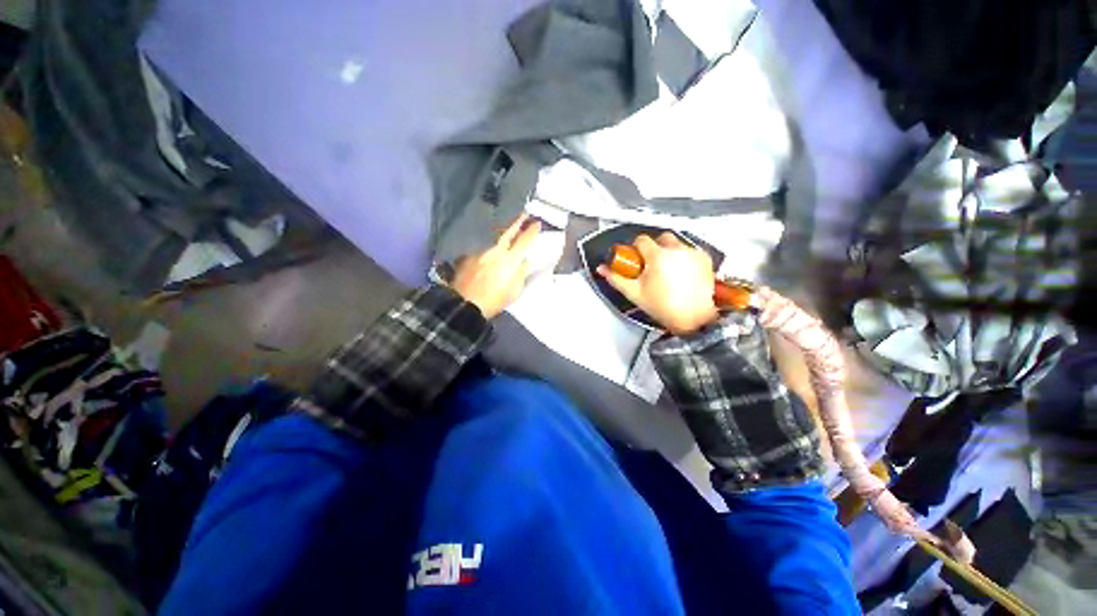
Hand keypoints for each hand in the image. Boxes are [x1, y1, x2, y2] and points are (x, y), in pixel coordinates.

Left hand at [451, 214, 540, 318]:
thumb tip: (525, 261)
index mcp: (510, 260)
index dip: (532, 231)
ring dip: (502, 232)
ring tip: (507, 228)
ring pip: (493, 237)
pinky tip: (489, 247)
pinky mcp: (468, 255)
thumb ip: (521, 273)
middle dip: (517, 222)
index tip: (538, 223)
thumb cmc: (495, 300)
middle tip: (524, 213)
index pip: (524, 241)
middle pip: (508, 232)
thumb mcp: (515, 290)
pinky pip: (481, 245)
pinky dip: (488, 244)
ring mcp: (480, 251)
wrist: (465, 304)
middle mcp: (495, 251)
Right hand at [597, 233, 718, 334]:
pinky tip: (681, 275)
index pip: (641, 240)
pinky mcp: (705, 260)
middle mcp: (677, 250)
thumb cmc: (666, 308)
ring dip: (669, 253)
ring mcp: (693, 254)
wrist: (696, 319)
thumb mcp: (634, 293)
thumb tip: (603, 269)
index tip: (635, 260)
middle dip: (653, 248)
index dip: (635, 249)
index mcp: (658, 256)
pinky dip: (684, 259)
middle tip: (650, 265)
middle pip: (661, 238)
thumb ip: (616, 278)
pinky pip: (690, 252)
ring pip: (677, 244)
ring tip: (666, 273)